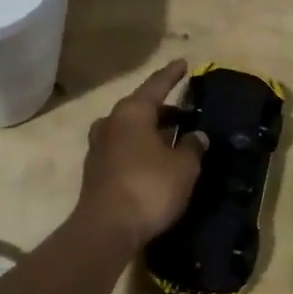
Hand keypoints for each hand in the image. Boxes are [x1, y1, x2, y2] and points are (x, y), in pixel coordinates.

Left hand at [75, 60, 208, 250]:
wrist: (105, 230)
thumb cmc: (148, 188)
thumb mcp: (183, 168)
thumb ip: (192, 147)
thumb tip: (197, 135)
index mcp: (132, 112)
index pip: (156, 85)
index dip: (172, 75)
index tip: (183, 63)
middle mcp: (112, 122)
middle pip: (140, 107)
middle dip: (162, 107)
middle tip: (183, 109)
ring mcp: (99, 146)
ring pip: (130, 129)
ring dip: (150, 130)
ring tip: (171, 135)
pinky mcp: (96, 170)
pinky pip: (123, 148)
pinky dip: (139, 148)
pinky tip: (154, 160)